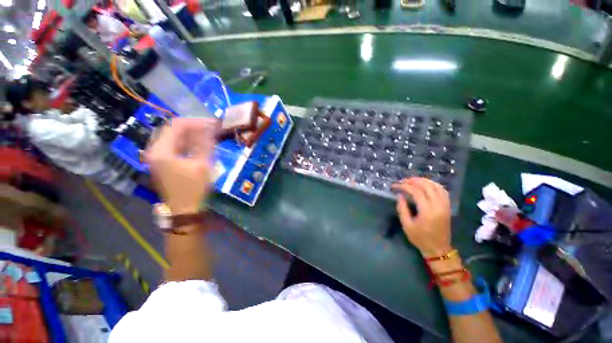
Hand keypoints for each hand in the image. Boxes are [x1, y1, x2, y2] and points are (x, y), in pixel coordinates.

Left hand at [145, 118, 217, 213]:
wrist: (185, 210)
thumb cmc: (193, 188)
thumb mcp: (202, 165)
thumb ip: (205, 144)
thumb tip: (209, 127)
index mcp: (161, 150)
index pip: (177, 125)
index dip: (196, 122)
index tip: (213, 123)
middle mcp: (156, 151)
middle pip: (174, 130)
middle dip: (194, 127)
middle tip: (212, 128)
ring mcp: (158, 157)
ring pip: (175, 138)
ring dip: (192, 134)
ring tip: (209, 134)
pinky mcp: (164, 163)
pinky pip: (176, 147)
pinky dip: (188, 143)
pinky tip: (200, 144)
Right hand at [392, 178, 452, 257]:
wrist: (438, 249)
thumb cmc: (420, 238)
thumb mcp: (406, 225)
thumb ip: (402, 208)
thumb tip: (400, 195)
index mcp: (427, 211)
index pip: (416, 192)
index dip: (404, 186)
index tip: (395, 186)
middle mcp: (438, 206)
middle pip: (427, 186)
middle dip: (414, 181)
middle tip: (403, 181)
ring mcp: (445, 206)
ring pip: (436, 186)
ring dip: (424, 181)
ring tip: (413, 180)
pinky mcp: (447, 207)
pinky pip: (443, 191)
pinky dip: (434, 185)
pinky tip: (426, 185)